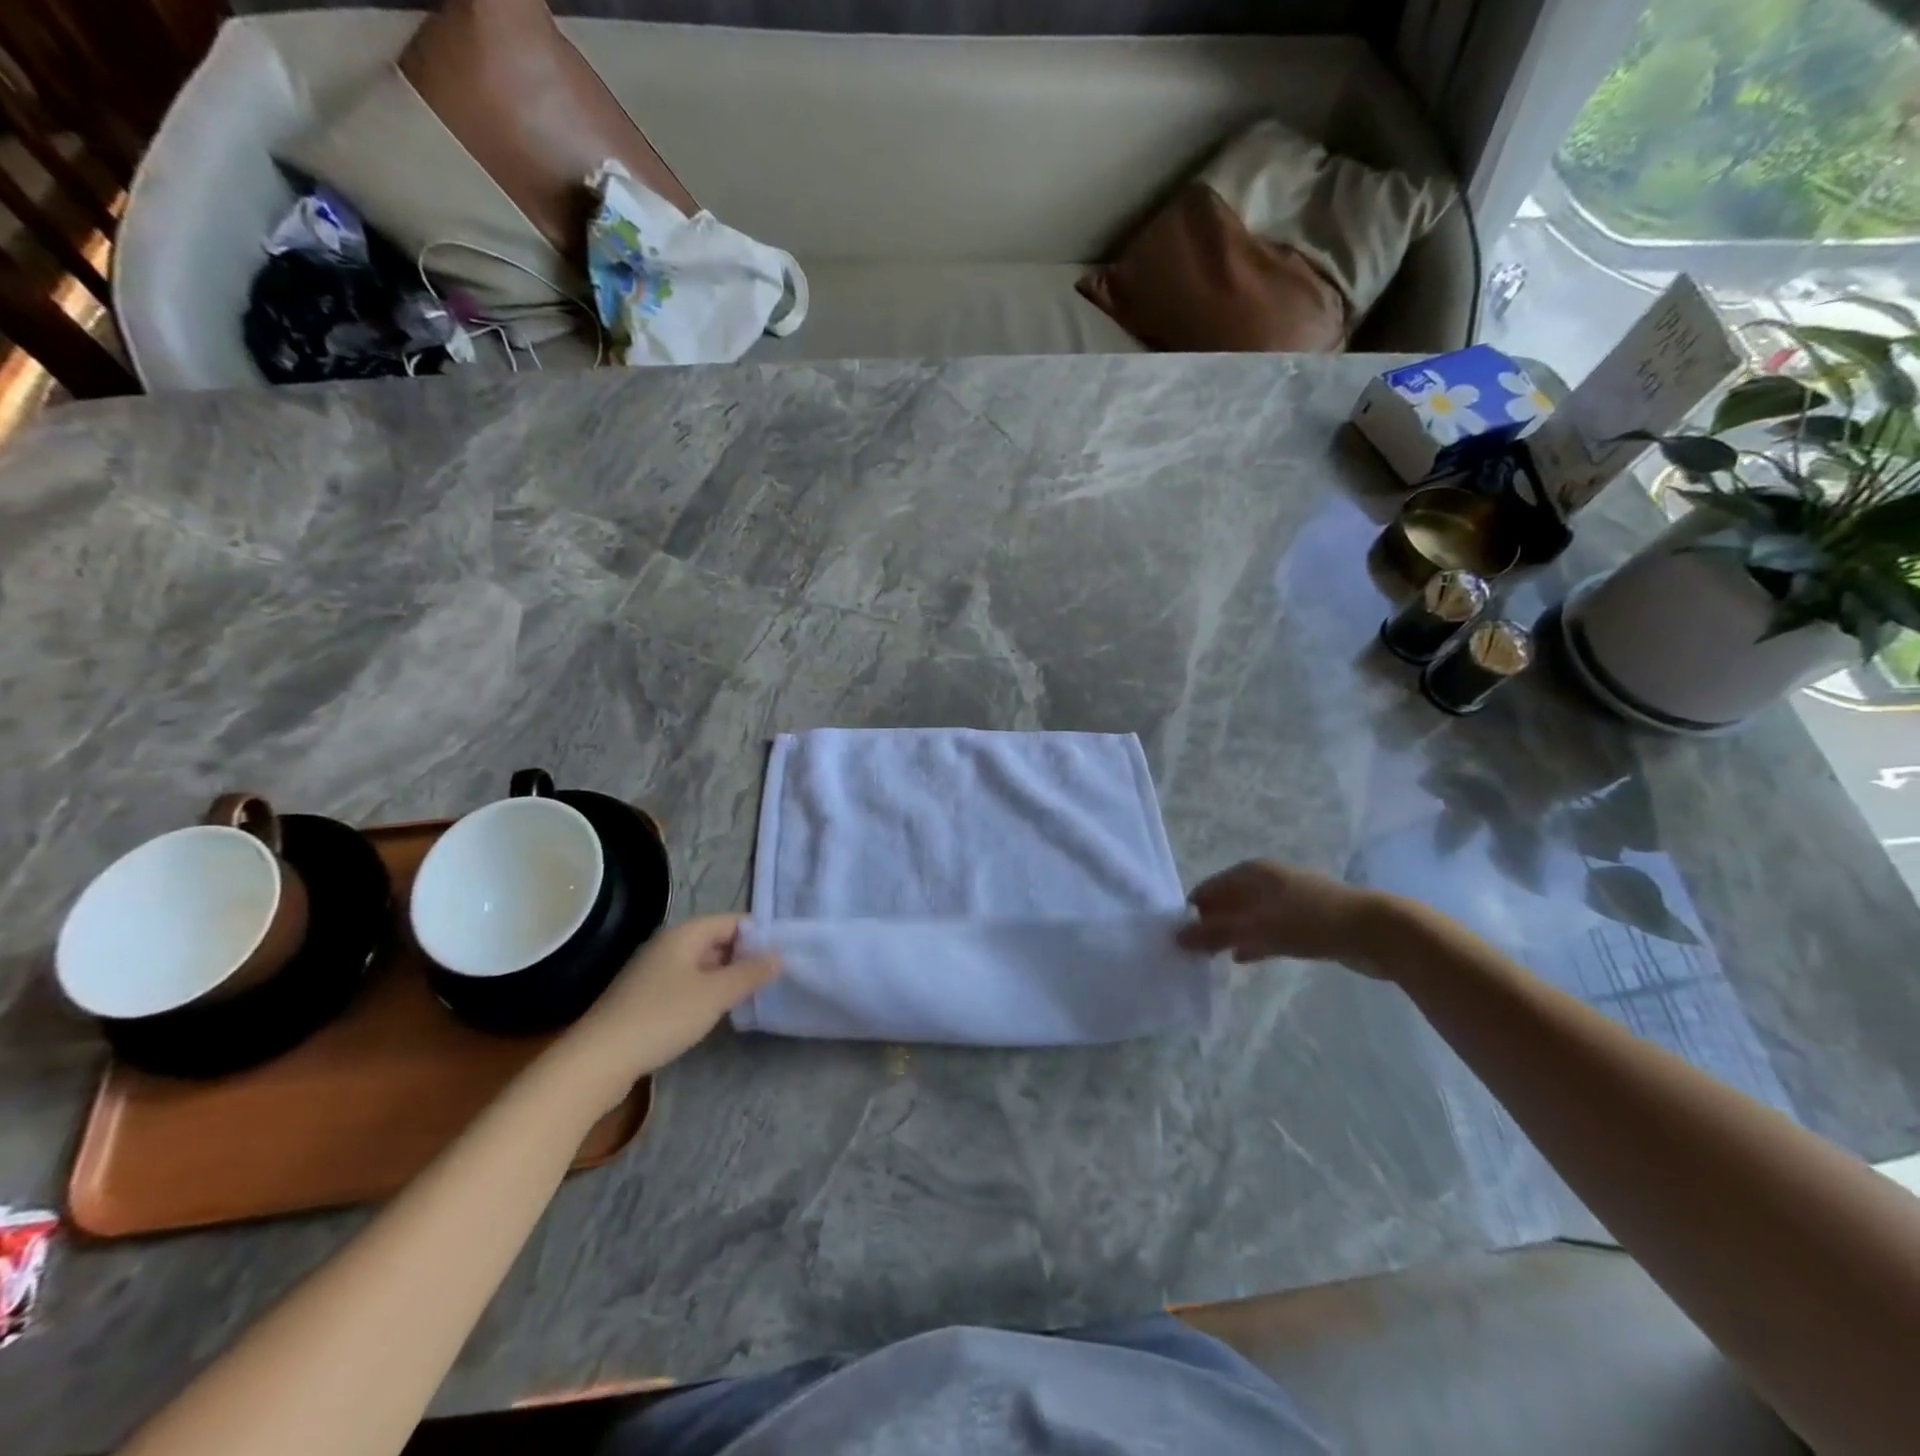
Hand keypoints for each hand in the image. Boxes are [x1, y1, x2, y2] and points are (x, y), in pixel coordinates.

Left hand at [556, 914, 778, 1103]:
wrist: (599, 1060)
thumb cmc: (662, 1017)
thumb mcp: (715, 994)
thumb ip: (750, 973)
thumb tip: (780, 955)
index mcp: (684, 934)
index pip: (732, 921)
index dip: (759, 935)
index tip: (782, 956)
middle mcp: (669, 945)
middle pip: (717, 941)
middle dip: (745, 957)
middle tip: (773, 978)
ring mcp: (654, 972)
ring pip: (702, 964)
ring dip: (726, 977)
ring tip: (751, 996)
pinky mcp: (645, 997)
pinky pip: (687, 984)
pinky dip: (706, 992)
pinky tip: (716, 1012)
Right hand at [1175, 860, 1391, 974]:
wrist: (1377, 931)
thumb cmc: (1310, 922)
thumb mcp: (1257, 929)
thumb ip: (1215, 934)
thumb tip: (1176, 937)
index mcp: (1251, 872)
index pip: (1208, 889)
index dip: (1192, 912)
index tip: (1180, 940)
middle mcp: (1266, 879)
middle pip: (1227, 901)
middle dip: (1210, 924)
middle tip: (1194, 953)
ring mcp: (1288, 899)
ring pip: (1248, 916)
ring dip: (1231, 934)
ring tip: (1213, 959)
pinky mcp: (1305, 920)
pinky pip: (1268, 929)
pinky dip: (1254, 941)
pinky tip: (1244, 958)